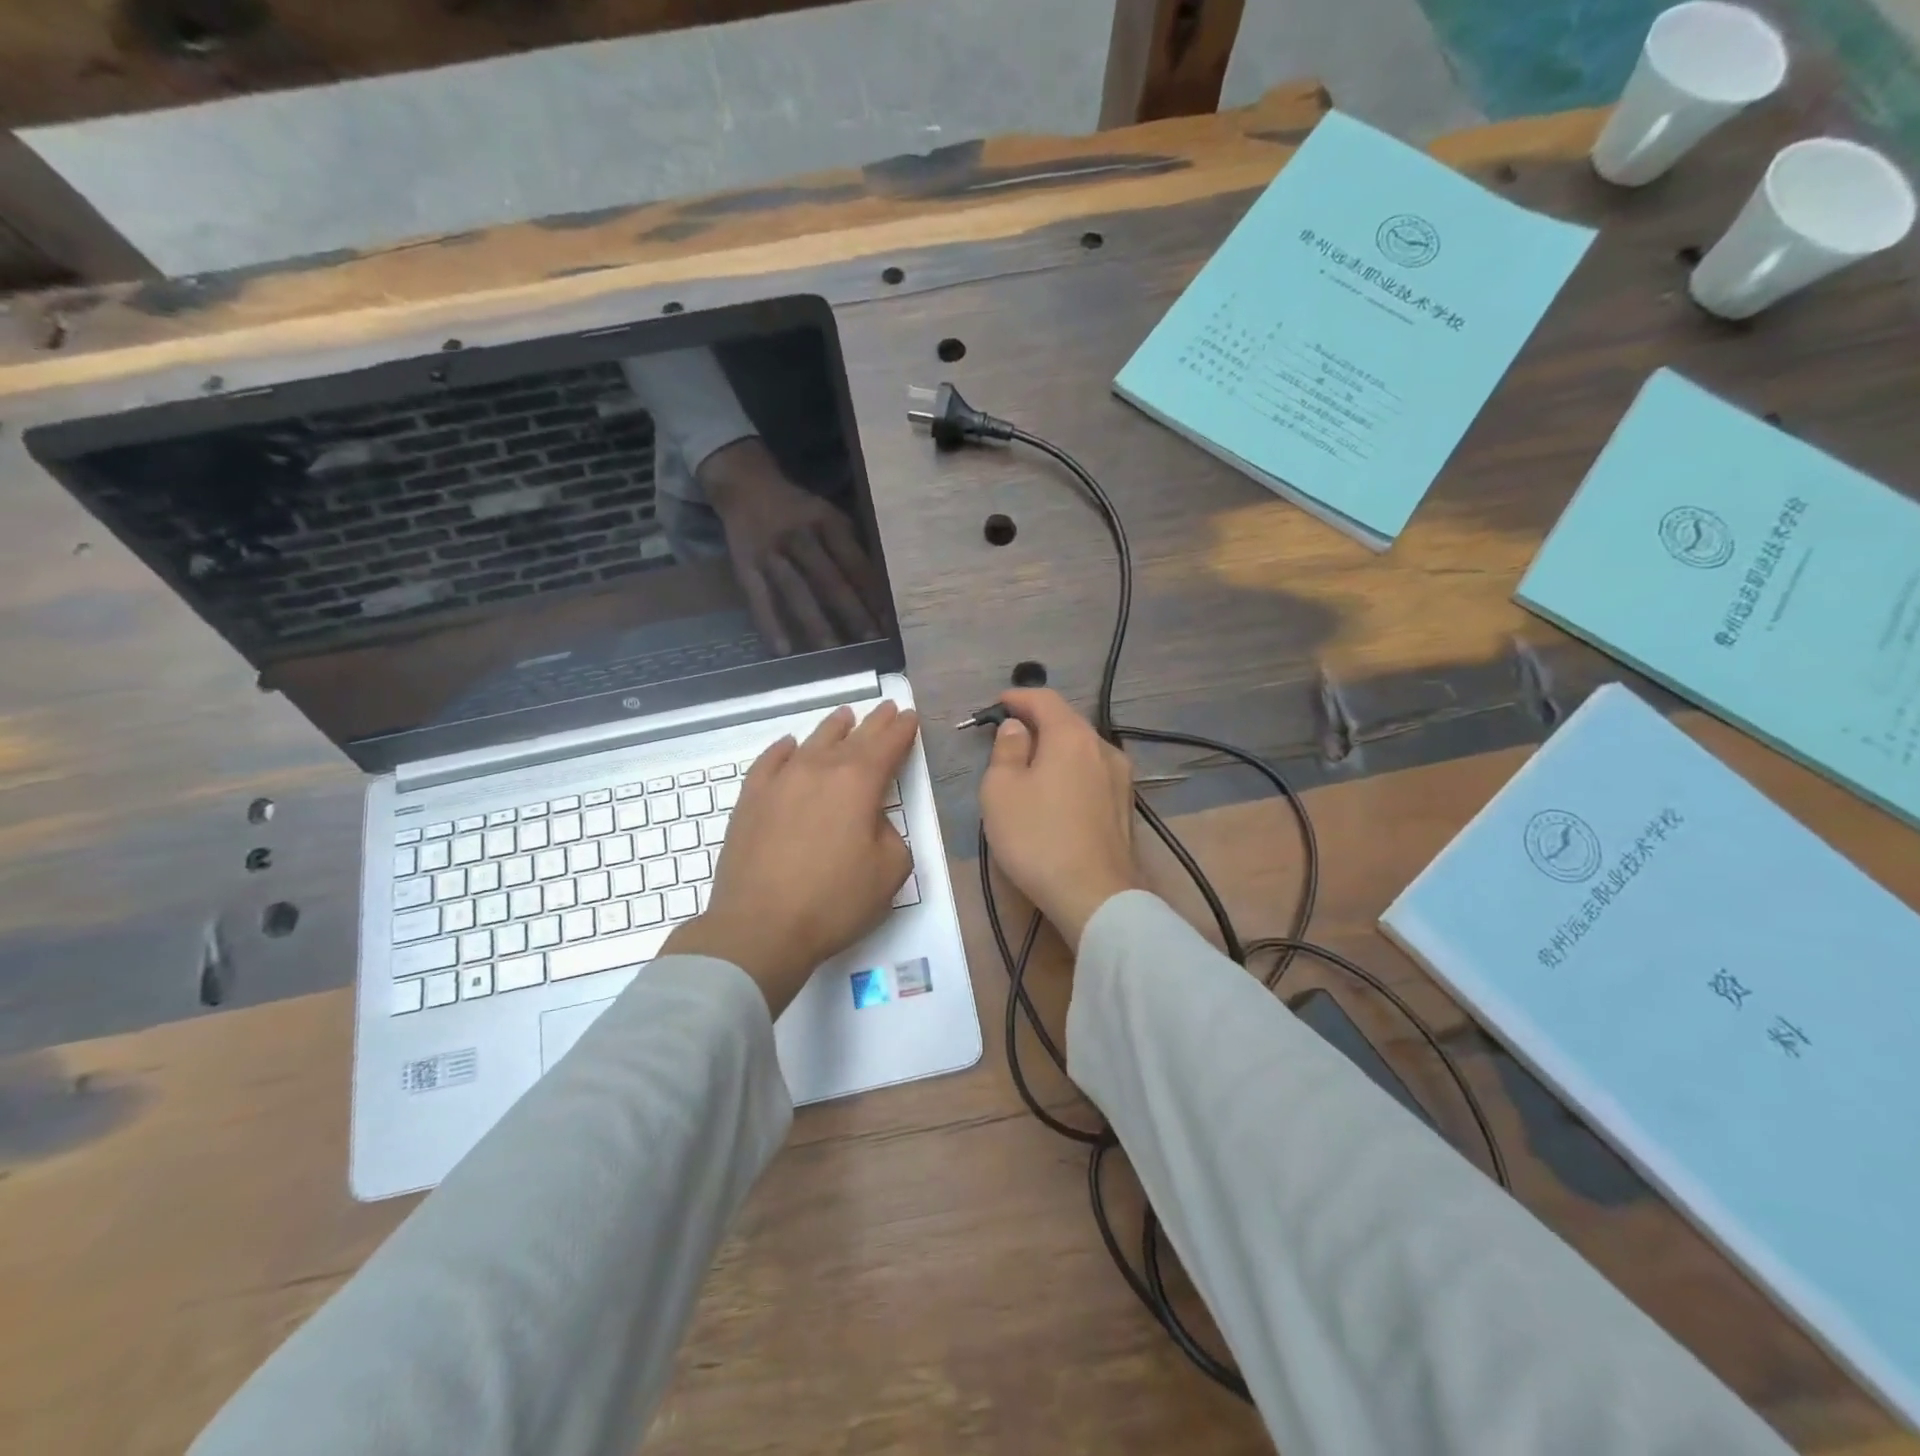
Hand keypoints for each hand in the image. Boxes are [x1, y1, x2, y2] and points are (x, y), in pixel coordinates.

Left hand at [663, 702, 917, 1015]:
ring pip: (812, 742)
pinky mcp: (751, 799)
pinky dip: (784, 749)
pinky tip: (789, 746)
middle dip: (874, 722)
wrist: (760, 927)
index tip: (910, 716)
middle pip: (853, 737)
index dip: (902, 729)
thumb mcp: (890, 871)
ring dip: (833, 728)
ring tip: (845, 717)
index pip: (888, 744)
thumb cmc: (834, 902)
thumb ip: (890, 834)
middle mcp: (819, 769)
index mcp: (858, 783)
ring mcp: (780, 781)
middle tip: (886, 709)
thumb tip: (870, 821)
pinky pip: (770, 761)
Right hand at [701, 438, 886, 654]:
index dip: (872, 593)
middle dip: (851, 612)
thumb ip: (851, 547)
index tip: (889, 622)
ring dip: (814, 623)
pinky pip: (758, 597)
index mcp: (828, 522)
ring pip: (795, 590)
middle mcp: (800, 535)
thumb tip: (880, 591)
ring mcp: (770, 551)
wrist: (745, 485)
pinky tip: (782, 650)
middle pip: (828, 579)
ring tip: (831, 653)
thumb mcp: (830, 516)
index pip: (855, 563)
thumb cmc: (799, 510)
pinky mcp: (744, 564)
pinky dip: (769, 623)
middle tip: (870, 643)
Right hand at [979, 689, 1137, 947]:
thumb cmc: (1038, 838)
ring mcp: (1120, 778)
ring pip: (1082, 749)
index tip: (996, 704)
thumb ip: (1006, 750)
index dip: (1017, 697)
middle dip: (1036, 723)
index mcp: (1072, 736)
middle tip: (1008, 736)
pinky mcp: (1125, 806)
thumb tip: (1017, 729)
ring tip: (1030, 765)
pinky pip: (1092, 773)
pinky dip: (1071, 771)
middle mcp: (1103, 748)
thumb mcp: (1001, 791)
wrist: (1095, 896)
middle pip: (1067, 722)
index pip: (1044, 699)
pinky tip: (1056, 792)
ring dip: (1055, 749)